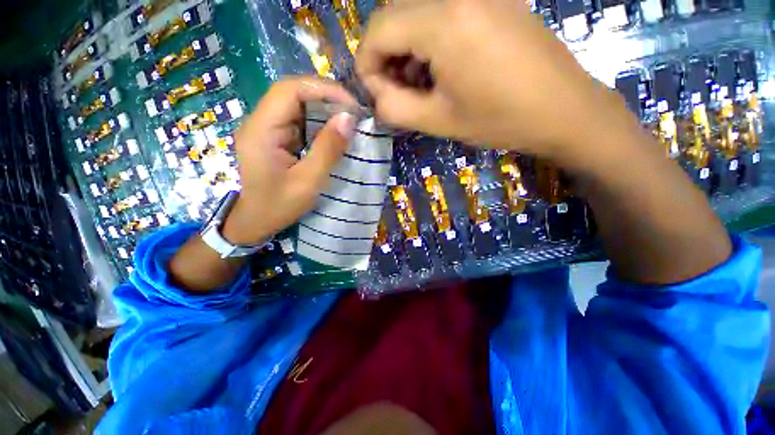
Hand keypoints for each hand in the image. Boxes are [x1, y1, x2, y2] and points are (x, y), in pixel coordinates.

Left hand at [222, 77, 356, 244]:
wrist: (255, 222)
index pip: (290, 90)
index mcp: (261, 130)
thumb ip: (327, 150)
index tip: (351, 104)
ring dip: (324, 109)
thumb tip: (348, 119)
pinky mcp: (275, 138)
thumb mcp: (308, 181)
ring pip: (297, 106)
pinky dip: (319, 122)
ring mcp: (267, 129)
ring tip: (348, 120)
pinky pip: (299, 121)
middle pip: (293, 93)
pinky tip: (334, 131)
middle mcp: (260, 122)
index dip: (322, 90)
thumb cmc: (278, 206)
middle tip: (353, 112)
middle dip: (326, 97)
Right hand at [356, 0, 630, 162]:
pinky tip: (440, 68)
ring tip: (417, 85)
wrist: (564, 110)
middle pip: (395, 14)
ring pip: (417, 11)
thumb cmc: (500, 120)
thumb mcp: (438, 121)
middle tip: (396, 91)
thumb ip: (395, 107)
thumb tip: (375, 93)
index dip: (367, 63)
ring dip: (407, 49)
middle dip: (386, 56)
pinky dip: (429, 40)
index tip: (374, 93)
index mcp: (444, 20)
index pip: (379, 27)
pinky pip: (443, 11)